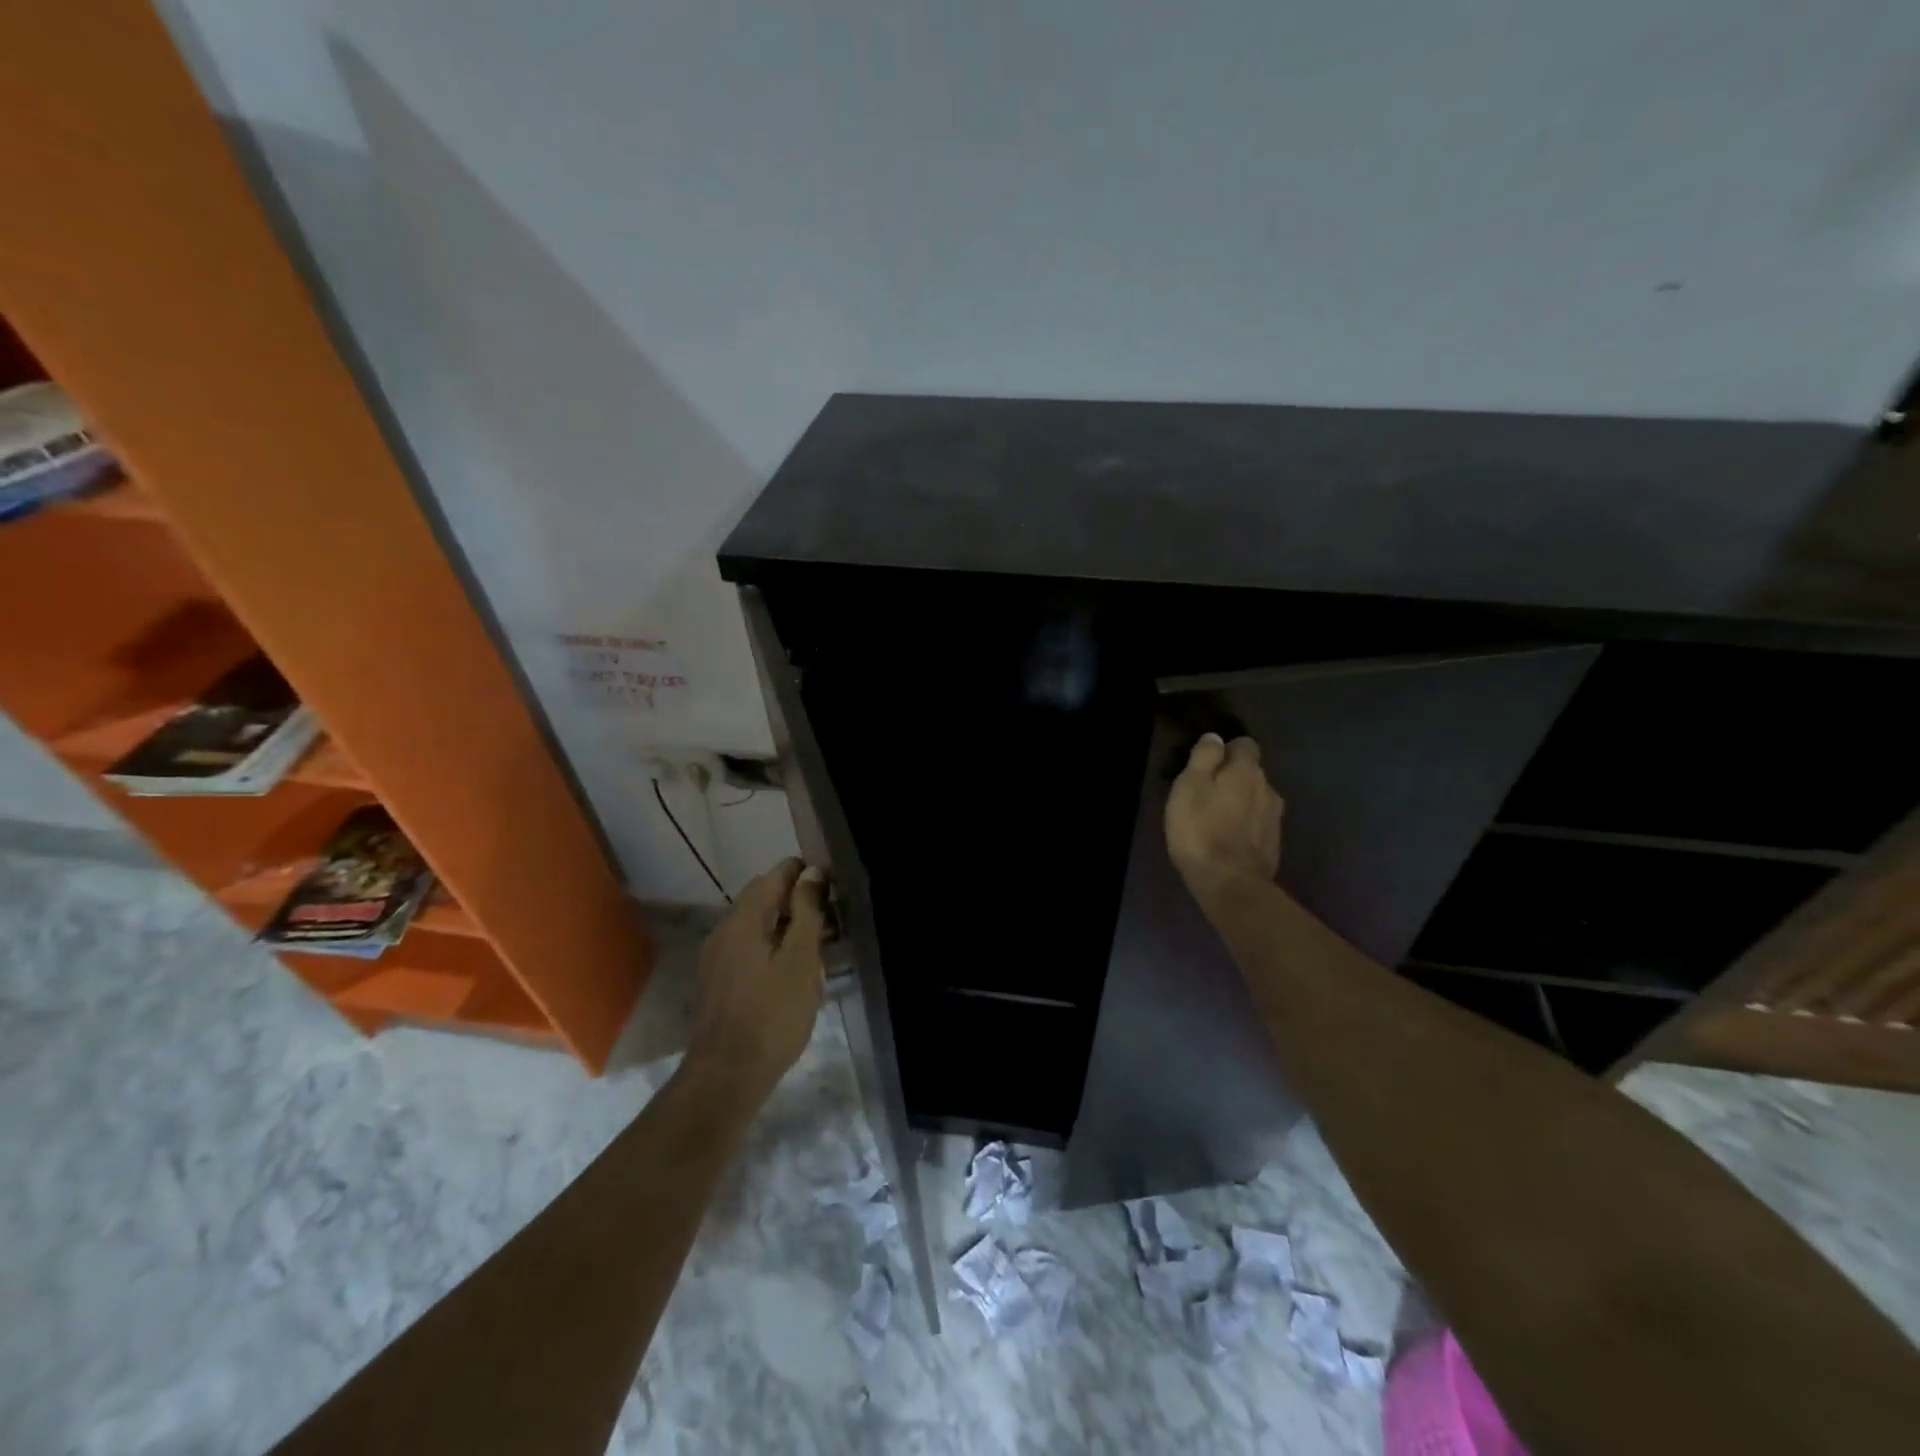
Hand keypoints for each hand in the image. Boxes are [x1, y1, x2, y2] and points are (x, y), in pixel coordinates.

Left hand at [685, 858, 829, 1105]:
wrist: (726, 1076)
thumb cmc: (772, 1015)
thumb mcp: (801, 960)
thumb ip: (807, 912)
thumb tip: (813, 872)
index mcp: (744, 919)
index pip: (776, 874)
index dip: (806, 873)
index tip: (835, 887)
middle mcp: (725, 929)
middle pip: (765, 896)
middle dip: (798, 899)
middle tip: (833, 918)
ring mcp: (717, 955)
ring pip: (758, 923)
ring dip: (788, 924)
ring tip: (820, 944)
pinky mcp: (718, 980)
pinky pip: (750, 946)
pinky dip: (774, 945)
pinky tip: (794, 969)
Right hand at [1165, 733, 1282, 900]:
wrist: (1231, 884)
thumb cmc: (1201, 830)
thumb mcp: (1189, 787)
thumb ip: (1203, 758)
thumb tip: (1215, 737)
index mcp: (1247, 770)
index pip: (1245, 744)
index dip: (1226, 750)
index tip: (1205, 764)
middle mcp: (1268, 788)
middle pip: (1251, 772)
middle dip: (1231, 777)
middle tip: (1204, 792)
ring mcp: (1274, 818)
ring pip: (1255, 798)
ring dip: (1239, 802)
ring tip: (1214, 817)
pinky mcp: (1273, 843)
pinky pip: (1257, 822)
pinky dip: (1244, 824)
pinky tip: (1227, 837)